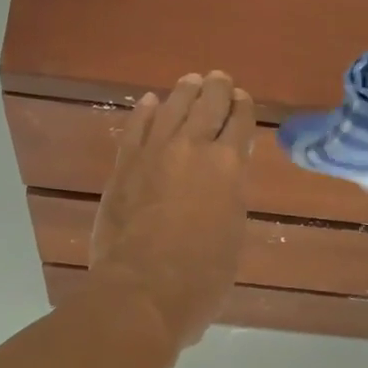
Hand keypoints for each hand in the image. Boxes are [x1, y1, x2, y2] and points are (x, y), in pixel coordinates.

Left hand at [90, 72, 254, 346]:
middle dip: (217, 89)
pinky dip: (145, 111)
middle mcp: (193, 148)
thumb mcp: (232, 236)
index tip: (243, 98)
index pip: (240, 124)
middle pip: (207, 106)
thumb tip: (224, 181)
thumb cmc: (201, 277)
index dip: (243, 108)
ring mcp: (154, 153)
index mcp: (228, 167)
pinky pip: (136, 127)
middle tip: (219, 79)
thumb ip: (230, 198)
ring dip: (184, 92)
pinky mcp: (124, 165)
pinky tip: (151, 102)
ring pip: (172, 108)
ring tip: (191, 80)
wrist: (143, 288)